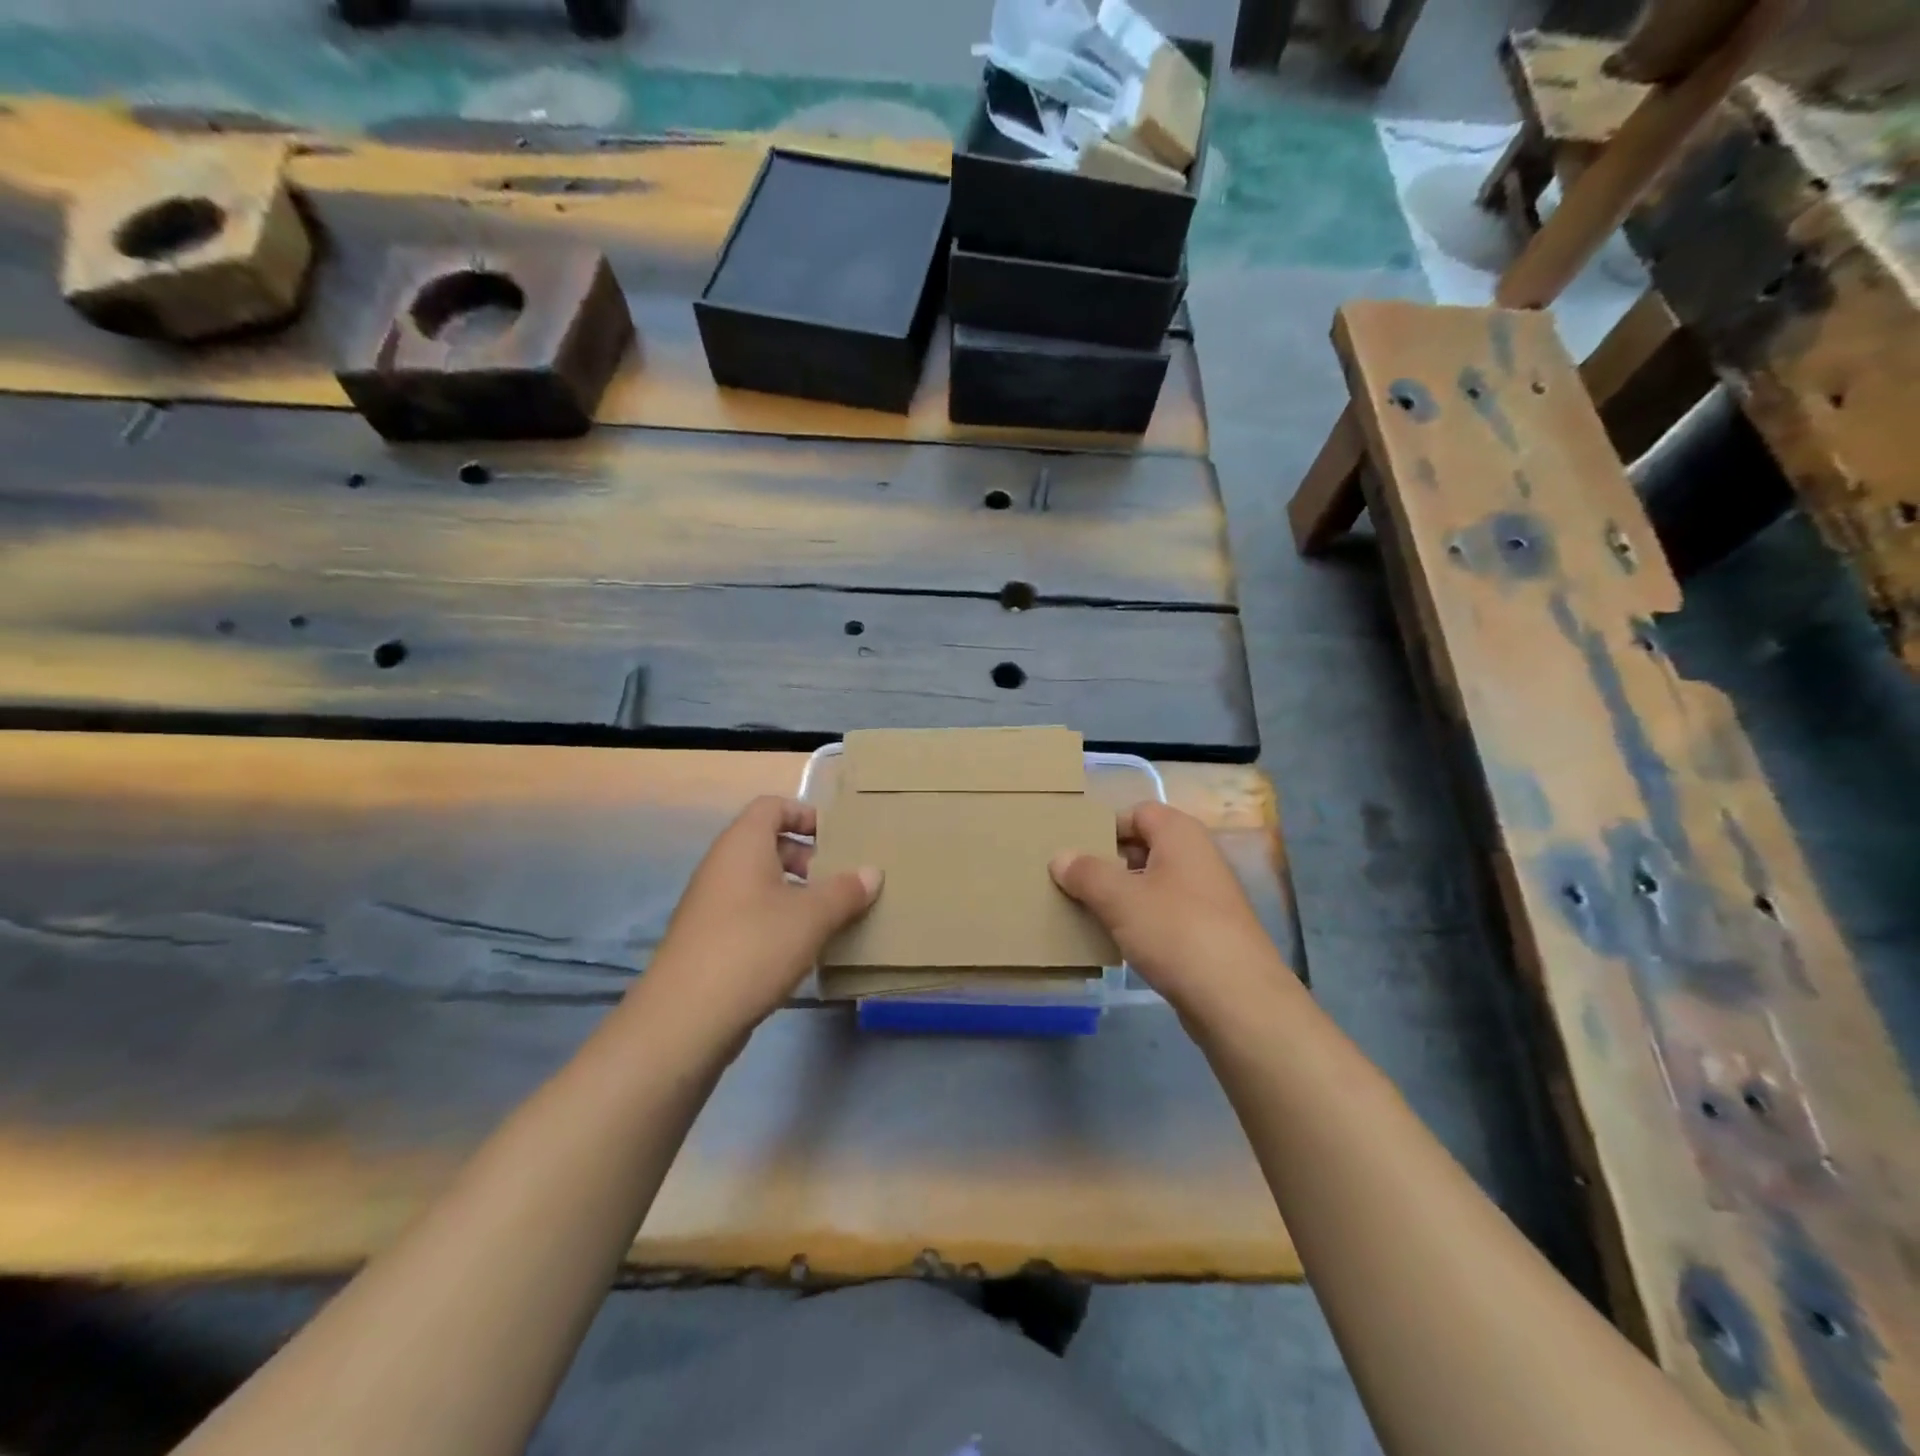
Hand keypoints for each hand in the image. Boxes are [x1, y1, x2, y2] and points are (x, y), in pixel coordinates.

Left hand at [632, 797, 880, 1047]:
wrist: (685, 1018)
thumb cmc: (754, 947)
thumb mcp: (812, 917)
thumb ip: (845, 891)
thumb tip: (872, 872)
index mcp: (742, 845)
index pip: (772, 806)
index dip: (805, 814)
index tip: (837, 838)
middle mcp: (721, 866)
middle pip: (766, 843)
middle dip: (806, 858)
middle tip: (839, 880)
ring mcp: (710, 904)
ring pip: (759, 882)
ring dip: (794, 892)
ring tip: (828, 916)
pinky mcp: (708, 940)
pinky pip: (749, 913)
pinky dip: (776, 920)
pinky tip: (801, 949)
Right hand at [1050, 802, 1287, 1020]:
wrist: (1238, 999)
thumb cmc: (1176, 932)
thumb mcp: (1120, 899)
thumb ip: (1086, 873)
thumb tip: (1060, 857)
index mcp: (1181, 835)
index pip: (1138, 812)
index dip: (1106, 827)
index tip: (1074, 850)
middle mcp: (1197, 857)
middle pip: (1145, 847)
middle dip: (1108, 862)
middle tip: (1072, 881)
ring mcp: (1206, 897)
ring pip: (1153, 884)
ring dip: (1121, 895)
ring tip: (1086, 911)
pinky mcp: (1207, 932)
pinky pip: (1164, 914)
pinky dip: (1140, 922)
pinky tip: (1117, 941)